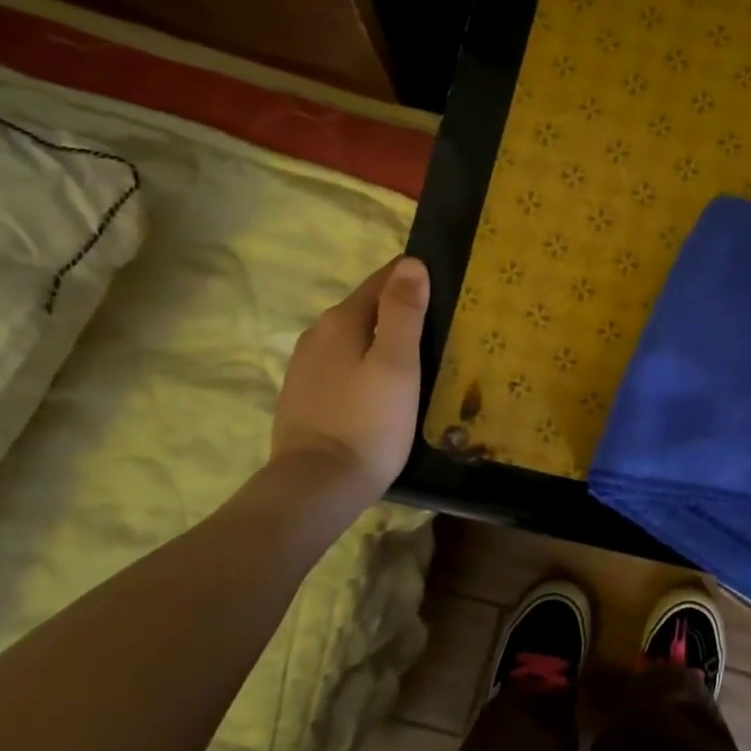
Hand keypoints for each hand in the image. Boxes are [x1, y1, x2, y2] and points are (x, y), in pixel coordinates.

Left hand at [271, 256, 428, 499]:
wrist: (317, 486)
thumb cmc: (368, 423)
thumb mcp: (397, 364)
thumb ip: (404, 312)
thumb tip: (411, 264)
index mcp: (341, 321)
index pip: (382, 280)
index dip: (413, 278)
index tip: (446, 286)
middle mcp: (317, 335)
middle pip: (366, 309)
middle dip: (400, 310)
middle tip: (440, 325)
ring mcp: (305, 368)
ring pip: (353, 339)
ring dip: (382, 341)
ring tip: (417, 357)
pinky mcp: (304, 397)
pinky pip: (342, 366)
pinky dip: (365, 365)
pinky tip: (382, 387)